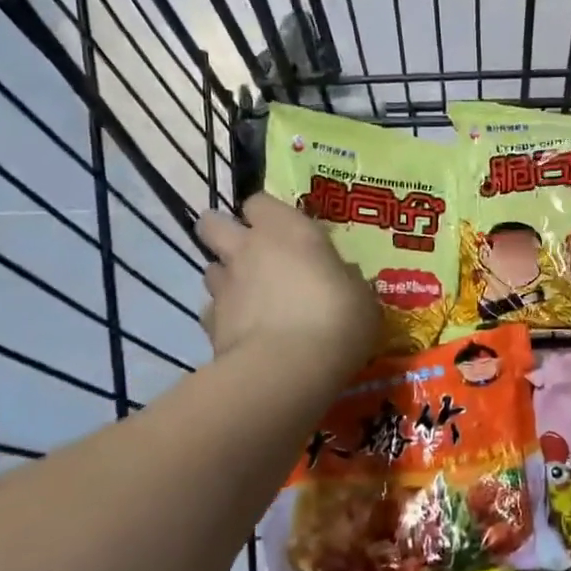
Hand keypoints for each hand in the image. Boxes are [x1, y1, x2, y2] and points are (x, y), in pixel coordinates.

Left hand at [198, 193, 379, 370]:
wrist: (288, 369)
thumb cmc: (336, 318)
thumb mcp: (361, 296)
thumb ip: (344, 279)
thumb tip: (340, 275)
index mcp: (287, 229)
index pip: (259, 201)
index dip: (267, 214)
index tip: (283, 229)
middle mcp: (248, 248)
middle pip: (213, 223)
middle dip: (223, 232)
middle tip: (249, 252)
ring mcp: (224, 285)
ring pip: (211, 268)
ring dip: (226, 277)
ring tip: (250, 297)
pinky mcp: (209, 323)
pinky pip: (211, 311)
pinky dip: (224, 318)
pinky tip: (244, 332)